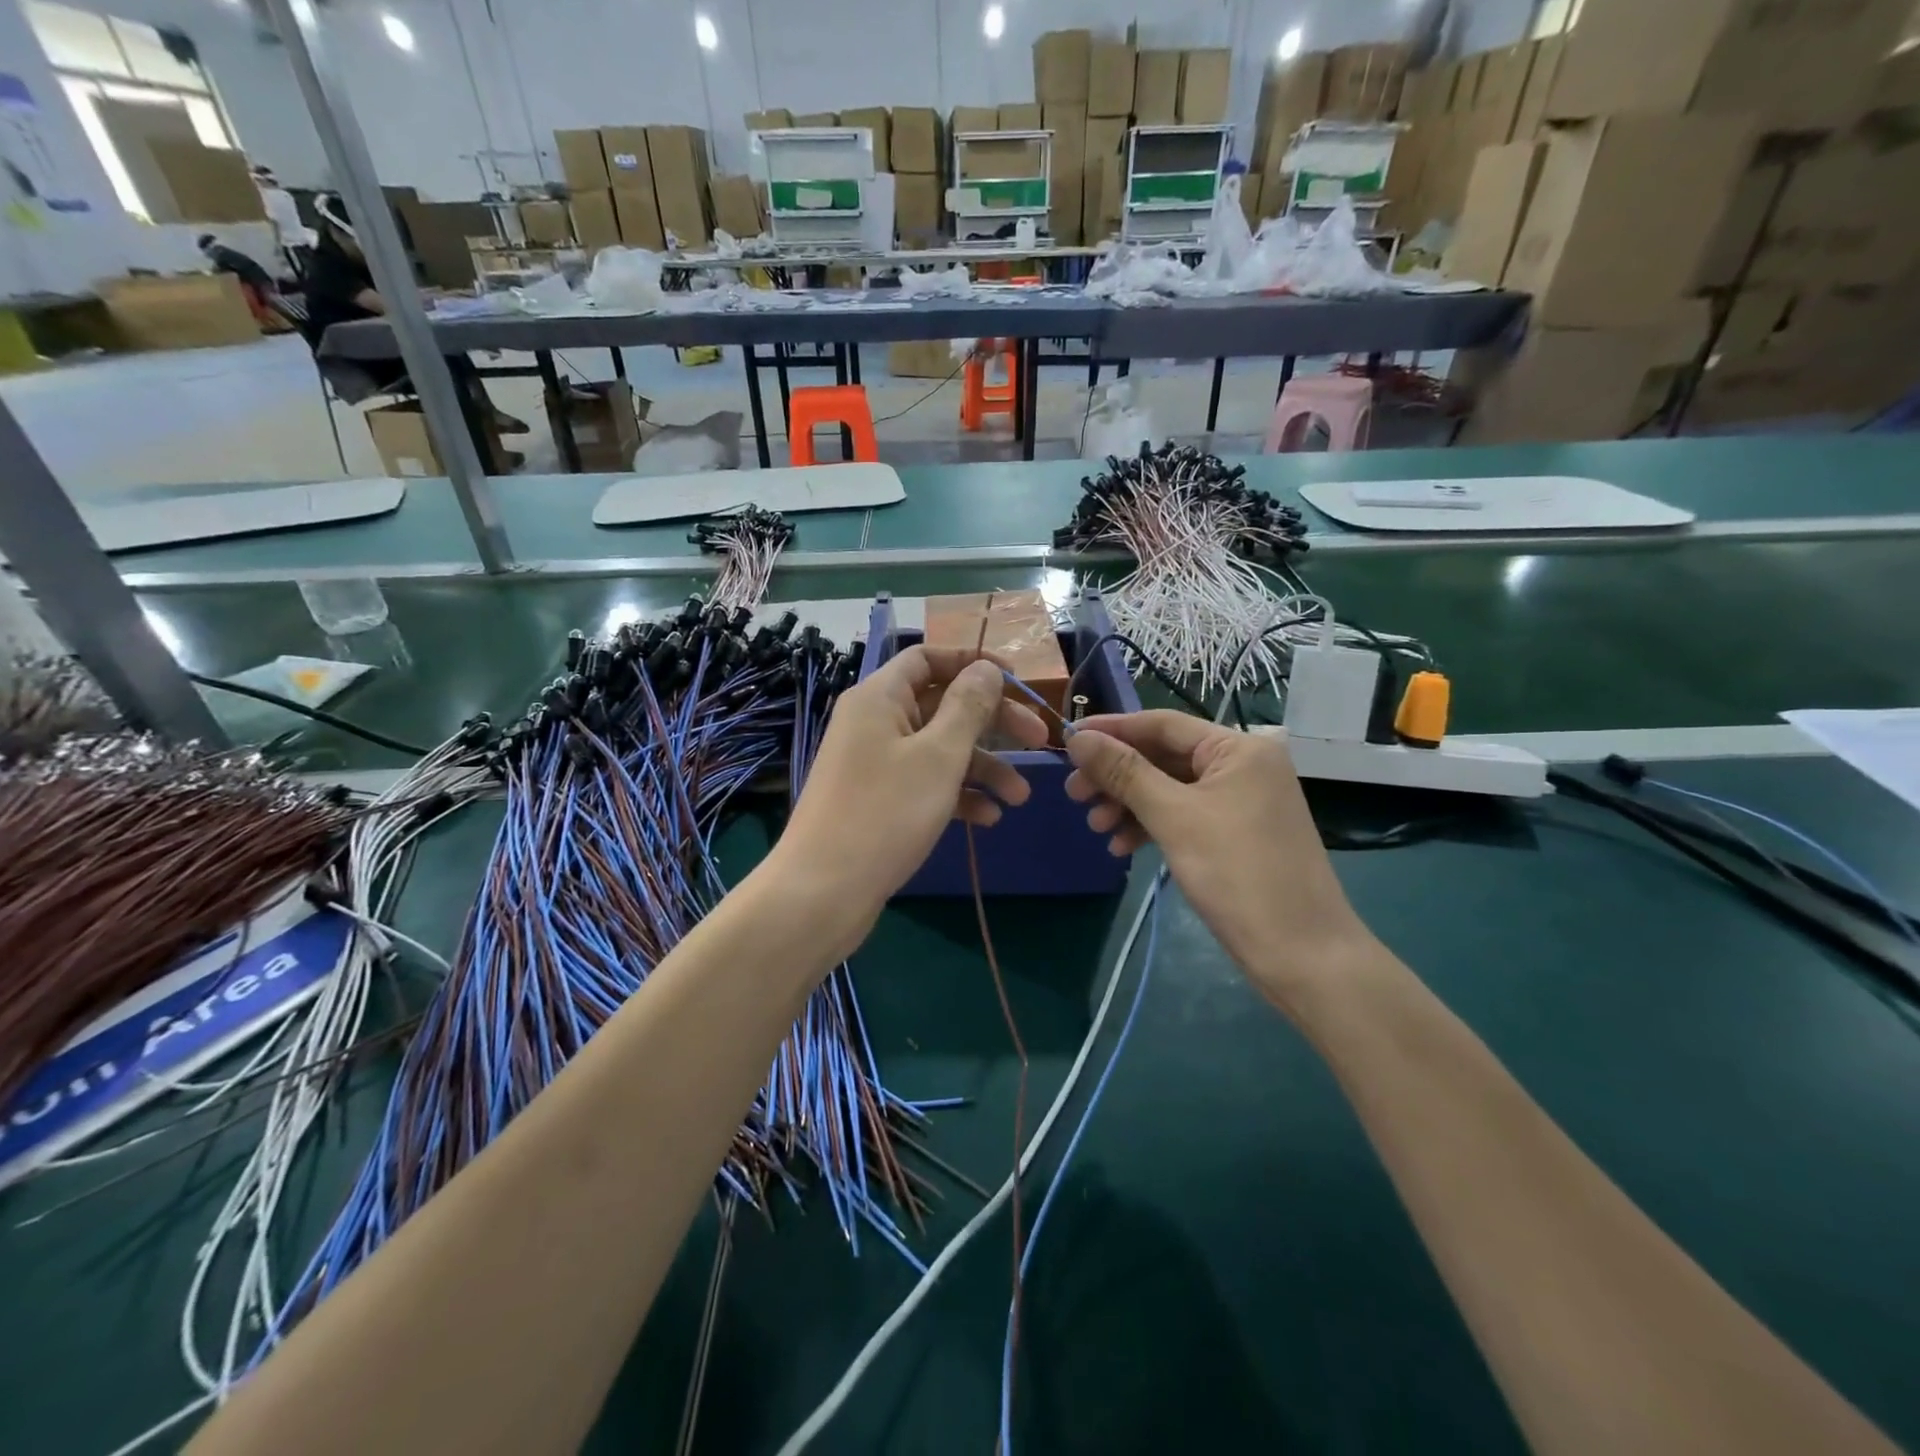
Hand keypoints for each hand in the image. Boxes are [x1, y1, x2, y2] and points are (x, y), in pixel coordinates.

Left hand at [774, 647, 1047, 946]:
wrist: (823, 892)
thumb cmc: (885, 813)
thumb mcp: (939, 756)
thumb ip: (968, 707)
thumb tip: (985, 669)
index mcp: (880, 698)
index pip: (928, 658)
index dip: (973, 663)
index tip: (1017, 682)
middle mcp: (875, 723)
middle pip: (942, 704)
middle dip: (993, 723)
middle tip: (1039, 740)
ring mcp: (875, 764)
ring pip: (939, 750)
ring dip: (982, 768)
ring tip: (1020, 798)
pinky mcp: (879, 801)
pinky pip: (925, 783)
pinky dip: (957, 795)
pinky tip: (988, 819)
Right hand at [1064, 712, 1371, 1010]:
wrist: (1302, 954)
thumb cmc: (1238, 874)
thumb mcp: (1174, 817)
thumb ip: (1124, 773)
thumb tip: (1078, 738)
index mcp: (1238, 748)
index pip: (1162, 724)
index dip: (1112, 729)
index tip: (1068, 740)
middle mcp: (1242, 765)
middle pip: (1163, 757)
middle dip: (1116, 775)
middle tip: (1073, 793)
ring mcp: (1240, 801)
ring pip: (1169, 789)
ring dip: (1128, 804)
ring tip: (1095, 826)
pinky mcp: (1234, 833)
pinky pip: (1183, 815)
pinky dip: (1150, 826)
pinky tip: (1121, 846)